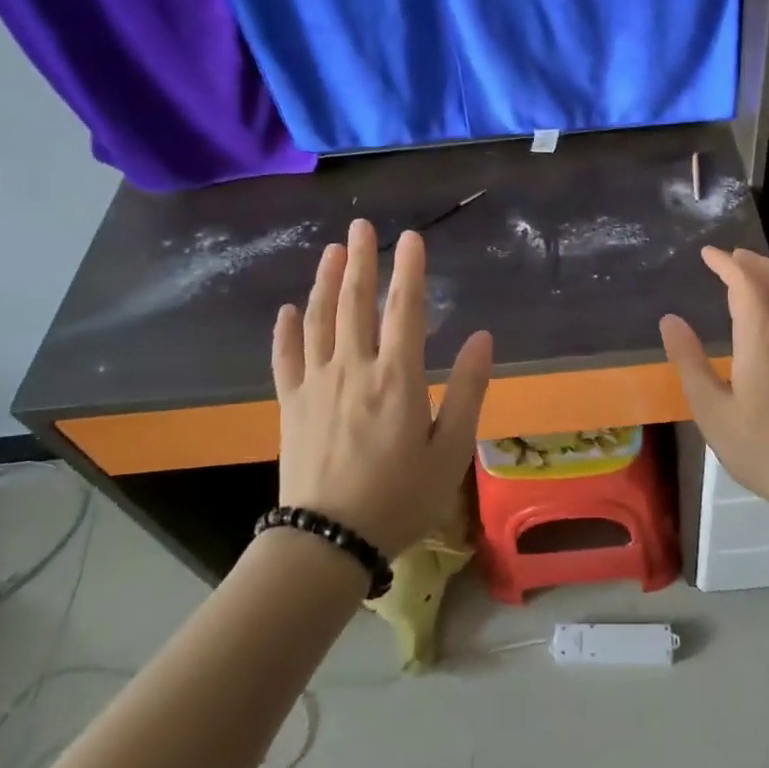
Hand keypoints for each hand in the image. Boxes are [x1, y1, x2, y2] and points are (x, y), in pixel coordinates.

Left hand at [272, 219, 492, 557]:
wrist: (328, 541)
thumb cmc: (400, 497)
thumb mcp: (451, 450)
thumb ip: (467, 390)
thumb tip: (483, 338)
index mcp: (397, 378)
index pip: (405, 309)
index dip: (410, 269)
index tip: (411, 237)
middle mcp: (353, 369)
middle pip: (355, 303)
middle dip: (361, 261)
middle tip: (360, 226)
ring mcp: (316, 385)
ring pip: (319, 321)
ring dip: (325, 282)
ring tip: (331, 252)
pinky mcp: (290, 405)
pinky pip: (285, 359)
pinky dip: (286, 331)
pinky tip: (287, 310)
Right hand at [660, 247, 768, 512]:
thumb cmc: (761, 449)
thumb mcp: (712, 411)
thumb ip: (690, 361)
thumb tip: (670, 321)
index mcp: (764, 341)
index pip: (746, 284)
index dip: (727, 263)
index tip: (709, 254)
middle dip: (755, 261)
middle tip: (732, 258)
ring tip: (755, 279)